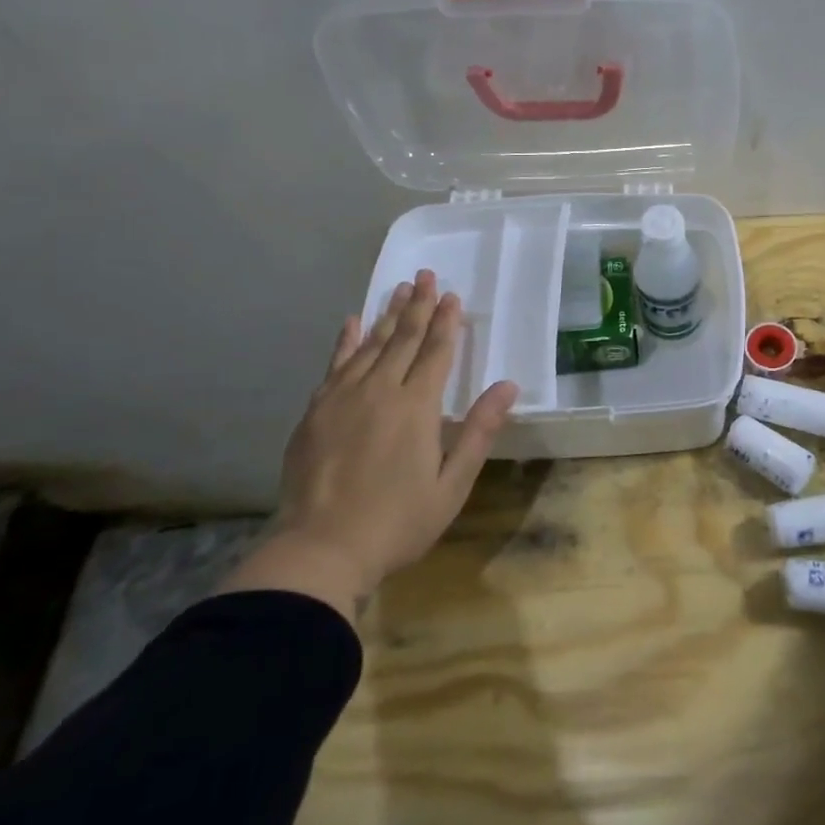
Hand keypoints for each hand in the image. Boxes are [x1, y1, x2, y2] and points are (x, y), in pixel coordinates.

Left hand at [221, 270, 518, 618]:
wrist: (320, 549)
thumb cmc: (398, 521)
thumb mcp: (452, 483)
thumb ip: (478, 430)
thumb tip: (508, 386)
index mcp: (417, 406)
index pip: (435, 352)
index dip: (446, 323)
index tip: (452, 295)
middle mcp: (379, 390)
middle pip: (402, 338)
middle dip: (418, 306)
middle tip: (426, 275)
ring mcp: (342, 398)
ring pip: (369, 345)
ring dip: (387, 315)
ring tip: (399, 289)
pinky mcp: (315, 411)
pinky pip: (335, 365)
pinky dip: (345, 341)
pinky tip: (351, 322)